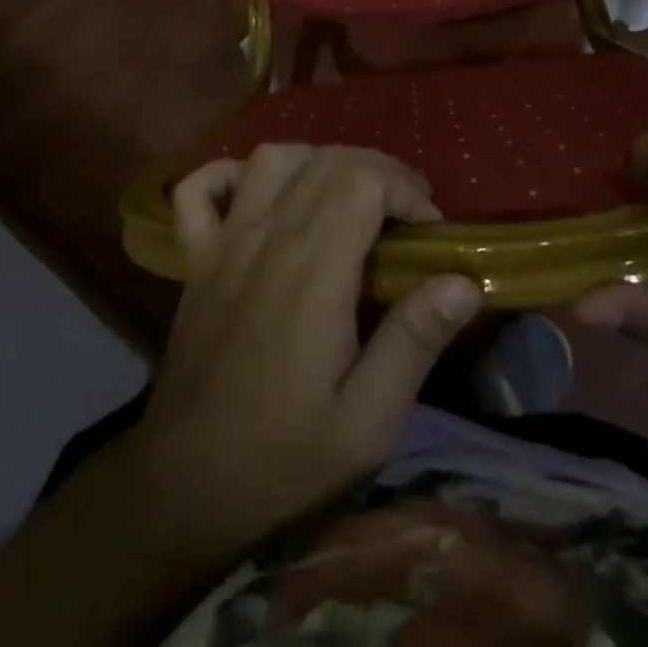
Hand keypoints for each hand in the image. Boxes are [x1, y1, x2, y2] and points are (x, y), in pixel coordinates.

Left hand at [124, 145, 482, 566]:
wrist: (185, 488)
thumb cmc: (285, 460)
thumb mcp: (368, 423)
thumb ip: (414, 342)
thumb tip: (463, 281)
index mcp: (313, 270)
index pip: (362, 180)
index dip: (404, 189)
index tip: (430, 231)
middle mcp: (267, 238)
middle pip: (326, 160)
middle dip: (377, 171)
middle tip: (406, 214)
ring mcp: (224, 242)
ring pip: (272, 158)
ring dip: (317, 161)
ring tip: (347, 197)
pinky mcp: (195, 258)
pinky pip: (201, 188)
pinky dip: (231, 174)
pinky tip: (259, 195)